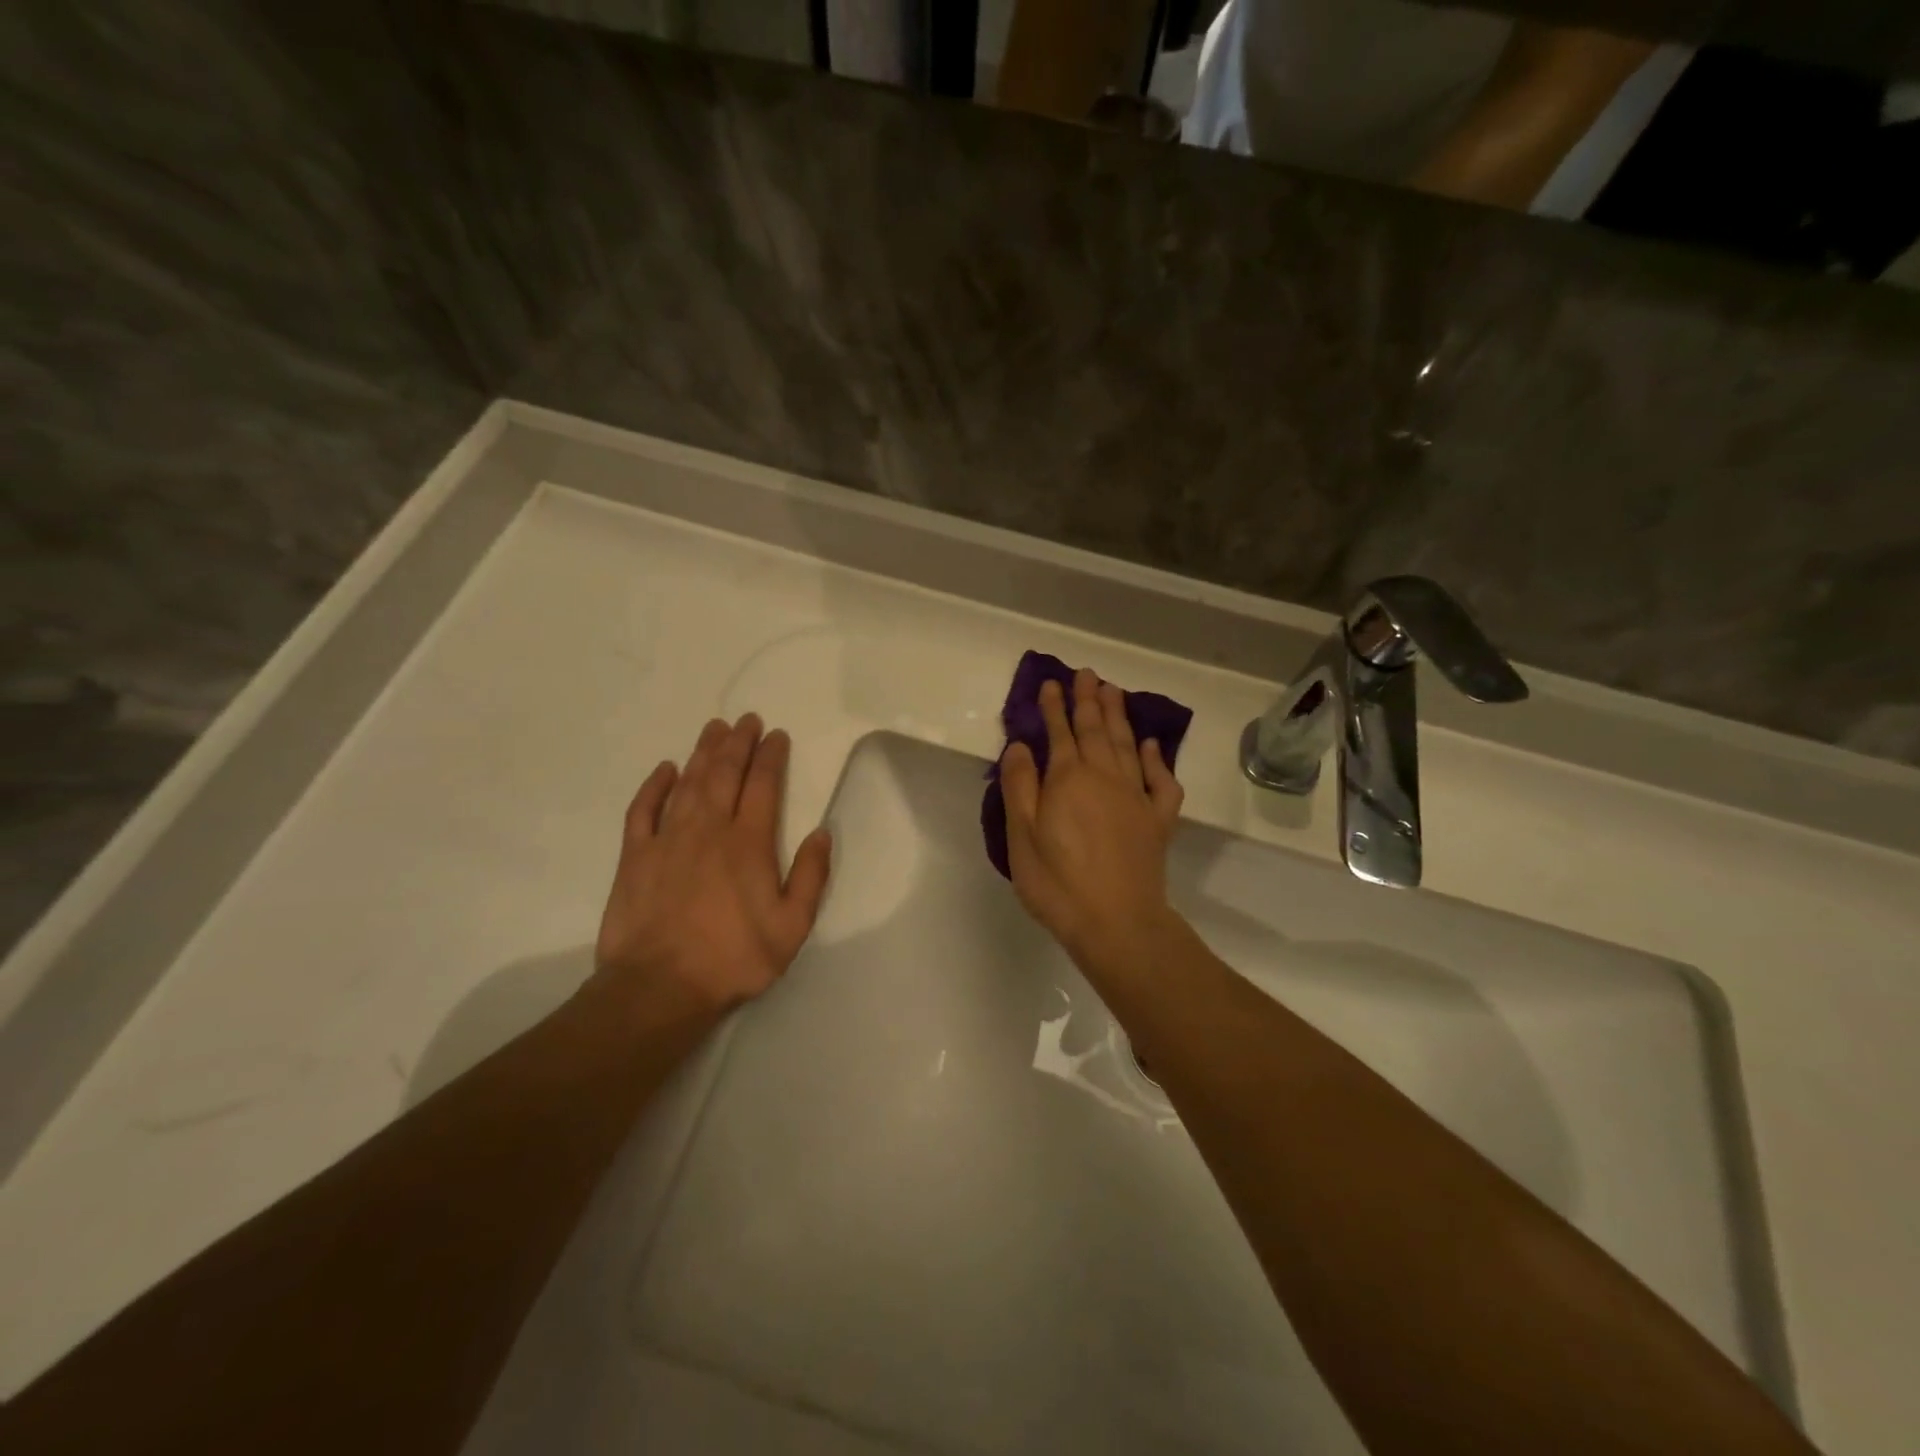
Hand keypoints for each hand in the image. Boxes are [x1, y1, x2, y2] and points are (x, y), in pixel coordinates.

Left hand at [592, 714, 832, 1019]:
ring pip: (688, 783)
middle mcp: (709, 829)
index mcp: (748, 843)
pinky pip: (643, 809)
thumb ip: (811, 876)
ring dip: (702, 753)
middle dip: (738, 743)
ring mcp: (668, 839)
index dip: (770, 756)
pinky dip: (654, 785)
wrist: (660, 987)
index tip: (776, 735)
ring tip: (713, 728)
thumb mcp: (792, 926)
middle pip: (724, 774)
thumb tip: (821, 832)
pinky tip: (665, 769)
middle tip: (746, 720)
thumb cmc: (733, 957)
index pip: (763, 786)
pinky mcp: (635, 856)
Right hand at [1000, 668, 1183, 972]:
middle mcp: (1105, 777)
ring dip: (1119, 717)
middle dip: (1089, 701)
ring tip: (1114, 692)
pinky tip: (1152, 746)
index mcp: (1069, 779)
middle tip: (1088, 674)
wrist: (1117, 923)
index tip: (1052, 683)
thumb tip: (1020, 745)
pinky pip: (1162, 781)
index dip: (1055, 707)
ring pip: (1128, 745)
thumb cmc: (1059, 883)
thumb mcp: (1022, 837)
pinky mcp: (1158, 820)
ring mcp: (1137, 797)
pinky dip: (1157, 760)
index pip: (1060, 733)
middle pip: (1096, 730)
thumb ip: (1020, 787)